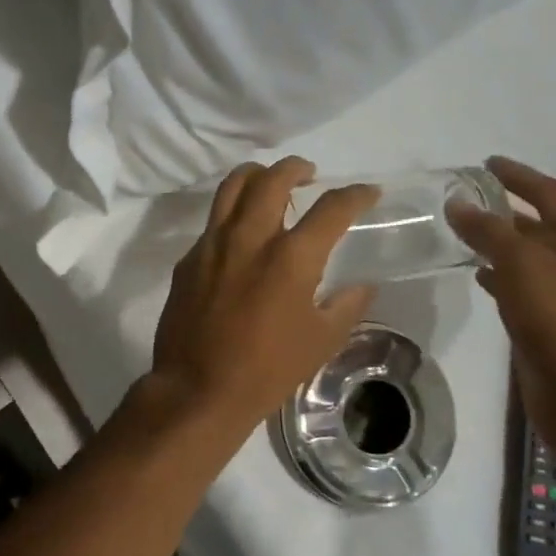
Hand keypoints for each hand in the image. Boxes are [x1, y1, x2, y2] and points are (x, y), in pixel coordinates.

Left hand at [150, 158, 378, 428]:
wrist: (198, 387)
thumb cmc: (267, 369)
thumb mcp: (322, 341)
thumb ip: (347, 305)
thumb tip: (362, 285)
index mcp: (291, 257)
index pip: (331, 208)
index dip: (355, 195)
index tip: (367, 193)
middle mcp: (249, 238)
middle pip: (272, 179)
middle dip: (295, 167)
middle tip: (308, 173)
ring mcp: (212, 244)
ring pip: (232, 188)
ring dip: (256, 175)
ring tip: (270, 181)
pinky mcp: (188, 258)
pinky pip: (212, 222)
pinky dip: (232, 213)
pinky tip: (241, 233)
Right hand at [447, 157, 555, 454]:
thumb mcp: (526, 269)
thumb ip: (492, 233)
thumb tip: (459, 205)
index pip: (553, 195)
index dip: (520, 176)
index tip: (486, 163)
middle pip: (543, 225)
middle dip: (507, 208)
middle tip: (465, 198)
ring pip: (531, 258)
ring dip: (501, 242)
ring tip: (460, 232)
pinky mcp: (554, 329)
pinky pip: (524, 288)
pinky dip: (500, 275)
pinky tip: (477, 277)